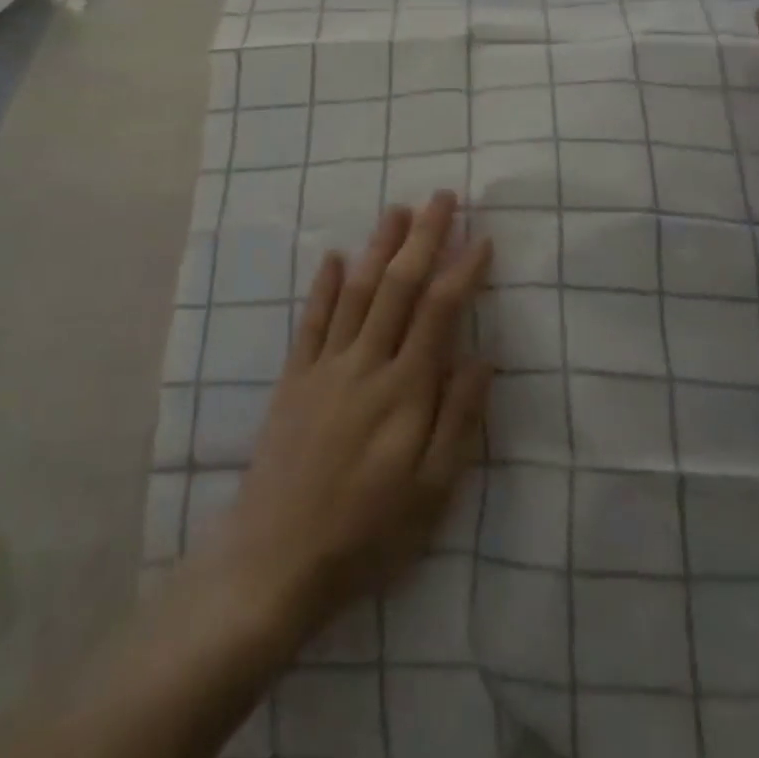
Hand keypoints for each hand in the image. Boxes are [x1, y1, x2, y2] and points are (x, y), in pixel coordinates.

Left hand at [198, 191, 492, 641]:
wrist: (275, 560)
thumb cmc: (367, 534)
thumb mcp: (433, 495)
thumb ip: (458, 421)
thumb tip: (482, 358)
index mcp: (404, 391)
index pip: (439, 313)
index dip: (462, 271)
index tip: (482, 239)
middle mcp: (365, 364)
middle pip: (398, 287)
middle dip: (423, 238)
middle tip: (442, 198)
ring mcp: (324, 366)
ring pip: (357, 291)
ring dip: (378, 246)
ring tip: (397, 210)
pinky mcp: (293, 378)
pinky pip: (312, 320)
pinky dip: (325, 285)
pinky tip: (336, 257)